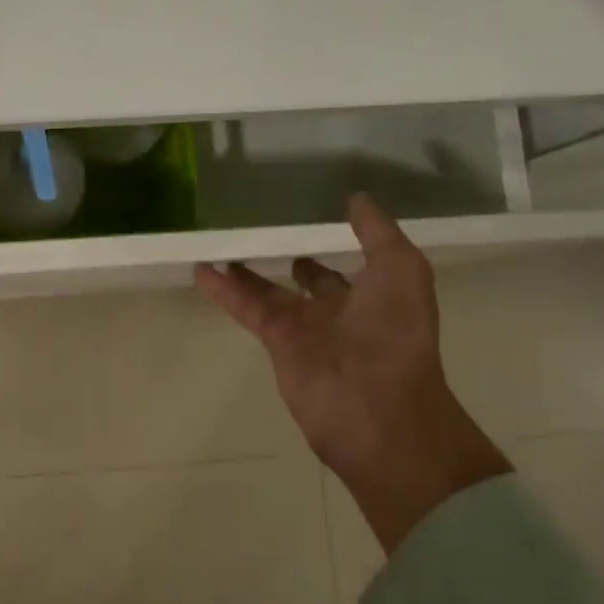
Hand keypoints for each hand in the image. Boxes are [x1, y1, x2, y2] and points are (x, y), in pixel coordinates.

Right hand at [195, 196, 510, 552]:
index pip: (346, 269)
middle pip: (306, 282)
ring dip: (245, 272)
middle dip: (288, 262)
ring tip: (221, 247)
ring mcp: (304, 329)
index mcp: (373, 296)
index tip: (308, 223)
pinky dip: (223, 290)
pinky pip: (246, 308)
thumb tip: (355, 198)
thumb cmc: (396, 334)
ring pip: (268, 293)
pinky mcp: (276, 342)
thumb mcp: (402, 270)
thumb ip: (378, 233)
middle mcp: (338, 312)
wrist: (376, 406)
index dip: (331, 248)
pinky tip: (201, 268)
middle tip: (260, 236)